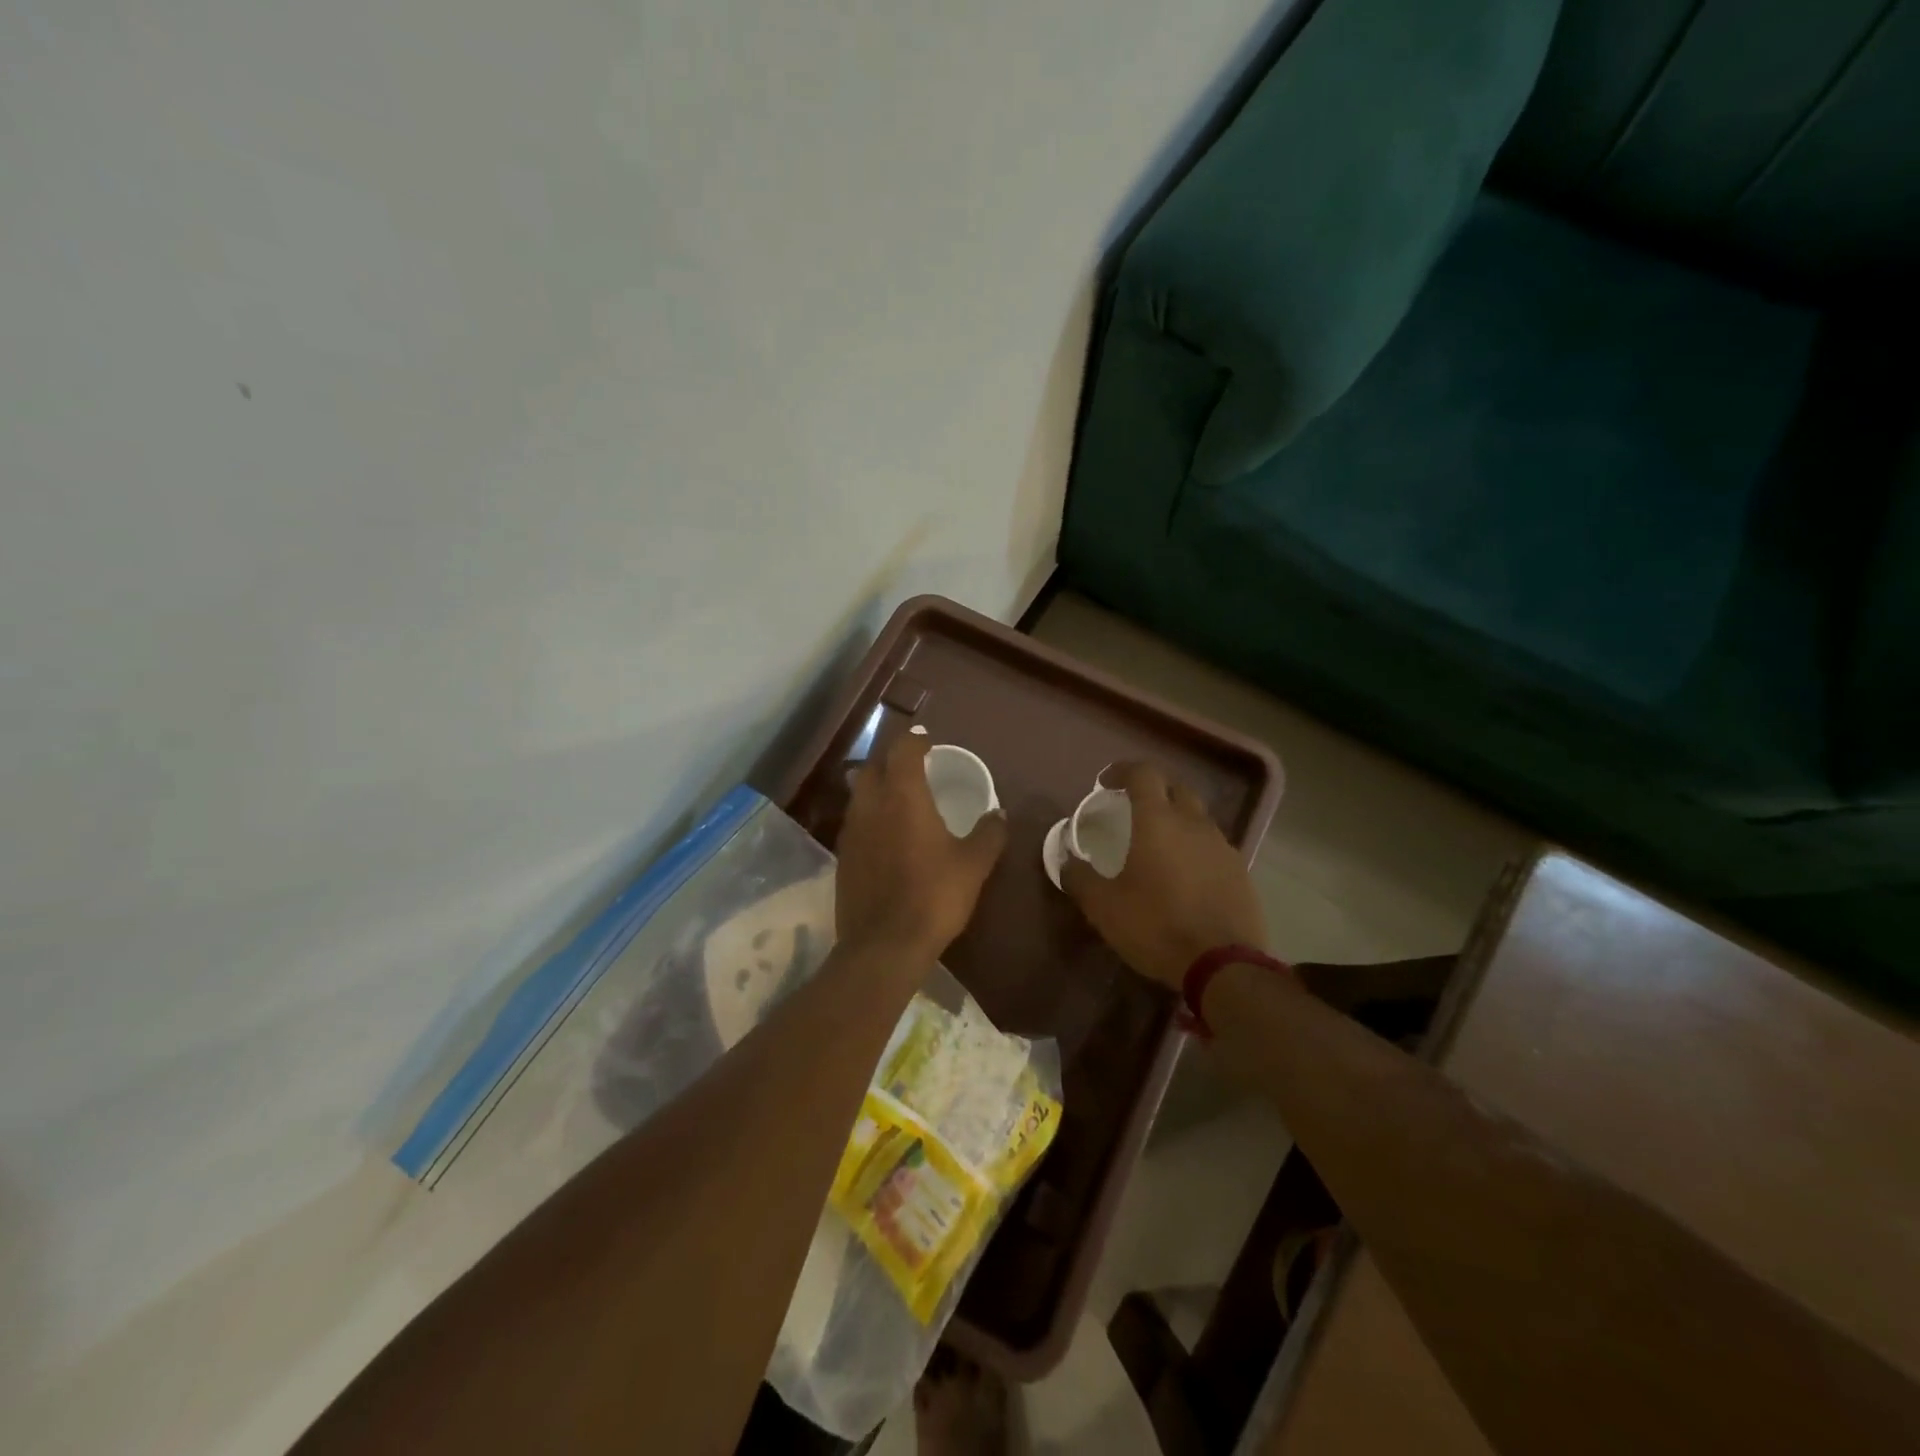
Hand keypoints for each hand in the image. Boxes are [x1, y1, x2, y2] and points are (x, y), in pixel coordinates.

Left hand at [836, 733, 1007, 962]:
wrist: (884, 945)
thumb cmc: (933, 895)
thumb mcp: (974, 864)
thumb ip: (989, 833)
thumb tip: (999, 813)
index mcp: (902, 795)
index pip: (902, 750)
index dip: (914, 740)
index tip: (927, 740)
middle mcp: (870, 804)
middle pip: (873, 765)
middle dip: (891, 757)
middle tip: (912, 763)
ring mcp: (851, 830)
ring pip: (859, 792)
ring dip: (877, 784)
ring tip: (899, 793)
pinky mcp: (842, 856)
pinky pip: (855, 820)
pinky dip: (870, 814)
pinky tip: (886, 832)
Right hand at [1062, 762, 1266, 988]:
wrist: (1223, 965)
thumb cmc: (1156, 926)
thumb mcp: (1103, 906)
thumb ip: (1080, 877)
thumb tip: (1067, 860)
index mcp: (1157, 820)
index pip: (1143, 773)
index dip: (1122, 771)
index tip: (1105, 783)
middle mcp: (1193, 823)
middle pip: (1176, 789)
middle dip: (1153, 792)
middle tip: (1133, 811)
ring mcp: (1222, 847)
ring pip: (1198, 819)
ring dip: (1177, 822)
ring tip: (1159, 848)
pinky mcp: (1241, 873)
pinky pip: (1214, 848)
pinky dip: (1196, 850)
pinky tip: (1185, 878)